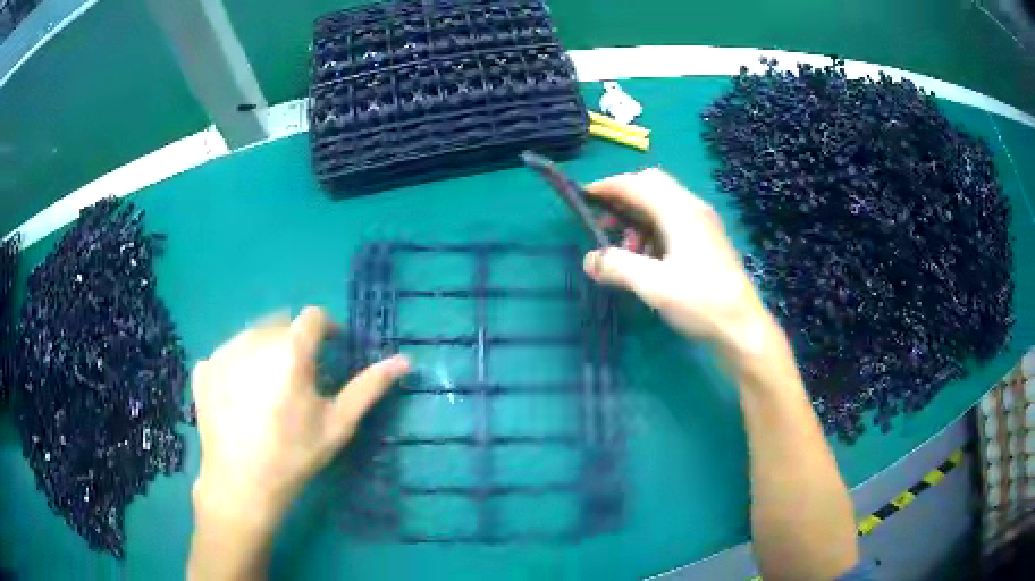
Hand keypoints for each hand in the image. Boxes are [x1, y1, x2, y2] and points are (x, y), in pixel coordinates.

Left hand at [190, 307, 409, 525]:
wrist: (242, 483)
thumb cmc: (295, 455)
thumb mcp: (338, 424)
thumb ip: (369, 387)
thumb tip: (404, 360)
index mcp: (291, 349)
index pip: (314, 317)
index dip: (327, 331)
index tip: (331, 353)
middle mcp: (255, 339)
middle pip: (282, 324)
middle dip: (296, 342)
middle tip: (299, 379)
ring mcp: (225, 351)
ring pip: (253, 335)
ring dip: (266, 351)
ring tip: (268, 389)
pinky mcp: (205, 367)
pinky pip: (228, 352)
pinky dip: (239, 365)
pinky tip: (241, 397)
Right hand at [584, 169, 770, 352]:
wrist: (742, 328)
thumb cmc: (700, 302)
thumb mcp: (653, 286)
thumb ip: (617, 266)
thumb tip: (589, 260)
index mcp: (680, 211)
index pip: (637, 184)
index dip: (608, 186)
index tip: (583, 196)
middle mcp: (693, 208)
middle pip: (652, 185)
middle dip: (623, 198)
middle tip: (603, 221)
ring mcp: (703, 224)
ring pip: (662, 204)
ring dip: (637, 217)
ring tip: (624, 248)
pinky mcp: (707, 241)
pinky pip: (673, 221)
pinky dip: (652, 230)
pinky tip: (647, 258)